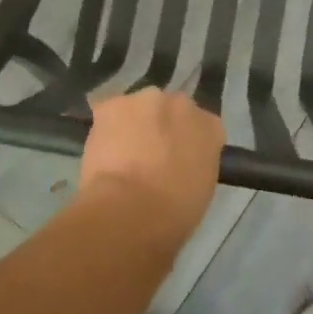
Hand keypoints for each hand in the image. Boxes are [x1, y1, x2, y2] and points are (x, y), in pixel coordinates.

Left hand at [79, 90, 224, 237]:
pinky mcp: (112, 104)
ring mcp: (147, 100)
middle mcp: (183, 104)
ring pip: (139, 109)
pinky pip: (109, 112)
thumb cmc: (174, 213)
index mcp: (211, 127)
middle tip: (150, 158)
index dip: (188, 144)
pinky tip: (101, 151)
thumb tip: (180, 166)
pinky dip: (106, 129)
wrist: (131, 209)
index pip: (203, 128)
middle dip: (162, 128)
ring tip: (121, 156)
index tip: (178, 162)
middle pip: (171, 111)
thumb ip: (195, 166)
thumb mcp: (201, 191)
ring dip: (134, 125)